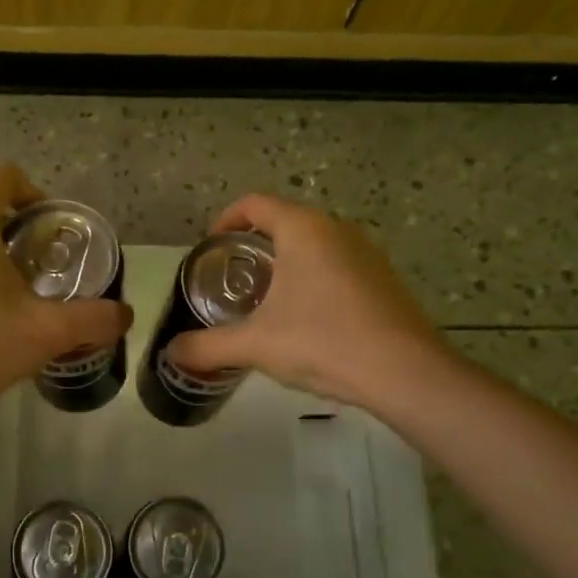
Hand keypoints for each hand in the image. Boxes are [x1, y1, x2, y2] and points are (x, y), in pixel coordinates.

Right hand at [167, 195, 453, 411]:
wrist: (406, 374)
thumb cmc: (324, 342)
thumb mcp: (256, 345)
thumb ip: (208, 346)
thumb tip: (171, 354)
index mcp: (304, 229)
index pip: (254, 204)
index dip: (225, 220)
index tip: (209, 249)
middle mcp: (337, 229)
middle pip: (284, 222)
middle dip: (253, 247)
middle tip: (231, 281)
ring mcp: (367, 253)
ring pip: (313, 245)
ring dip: (285, 264)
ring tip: (265, 302)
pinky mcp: (384, 279)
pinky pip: (337, 265)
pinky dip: (313, 279)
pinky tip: (307, 320)